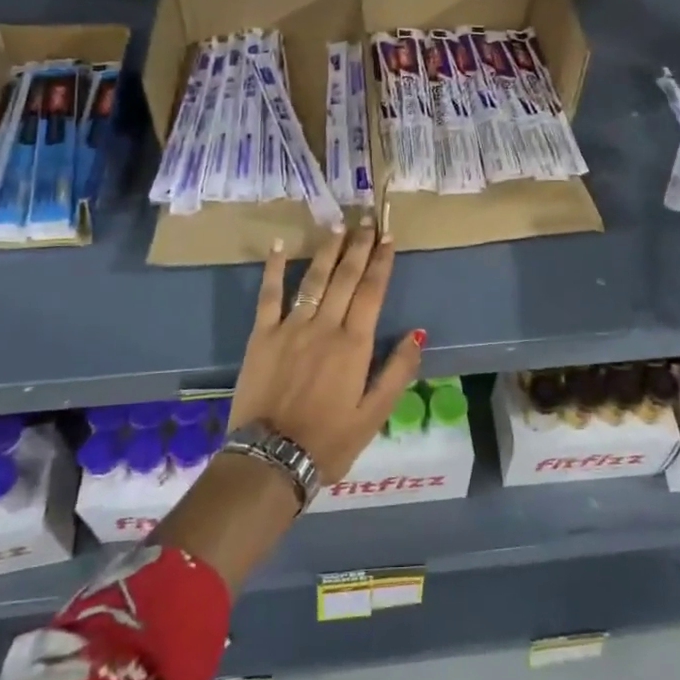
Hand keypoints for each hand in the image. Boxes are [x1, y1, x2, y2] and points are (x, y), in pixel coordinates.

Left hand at [229, 222, 425, 482]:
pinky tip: (279, 244)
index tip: (388, 237)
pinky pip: (268, 295)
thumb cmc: (329, 441)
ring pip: (313, 279)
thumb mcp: (375, 415)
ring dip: (327, 250)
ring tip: (338, 225)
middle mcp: (324, 326)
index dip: (381, 262)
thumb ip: (397, 371)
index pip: (372, 292)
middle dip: (359, 246)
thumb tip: (418, 333)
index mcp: (354, 344)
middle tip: (367, 219)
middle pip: (346, 277)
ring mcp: (290, 327)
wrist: (271, 459)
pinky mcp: (261, 335)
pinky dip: (273, 268)